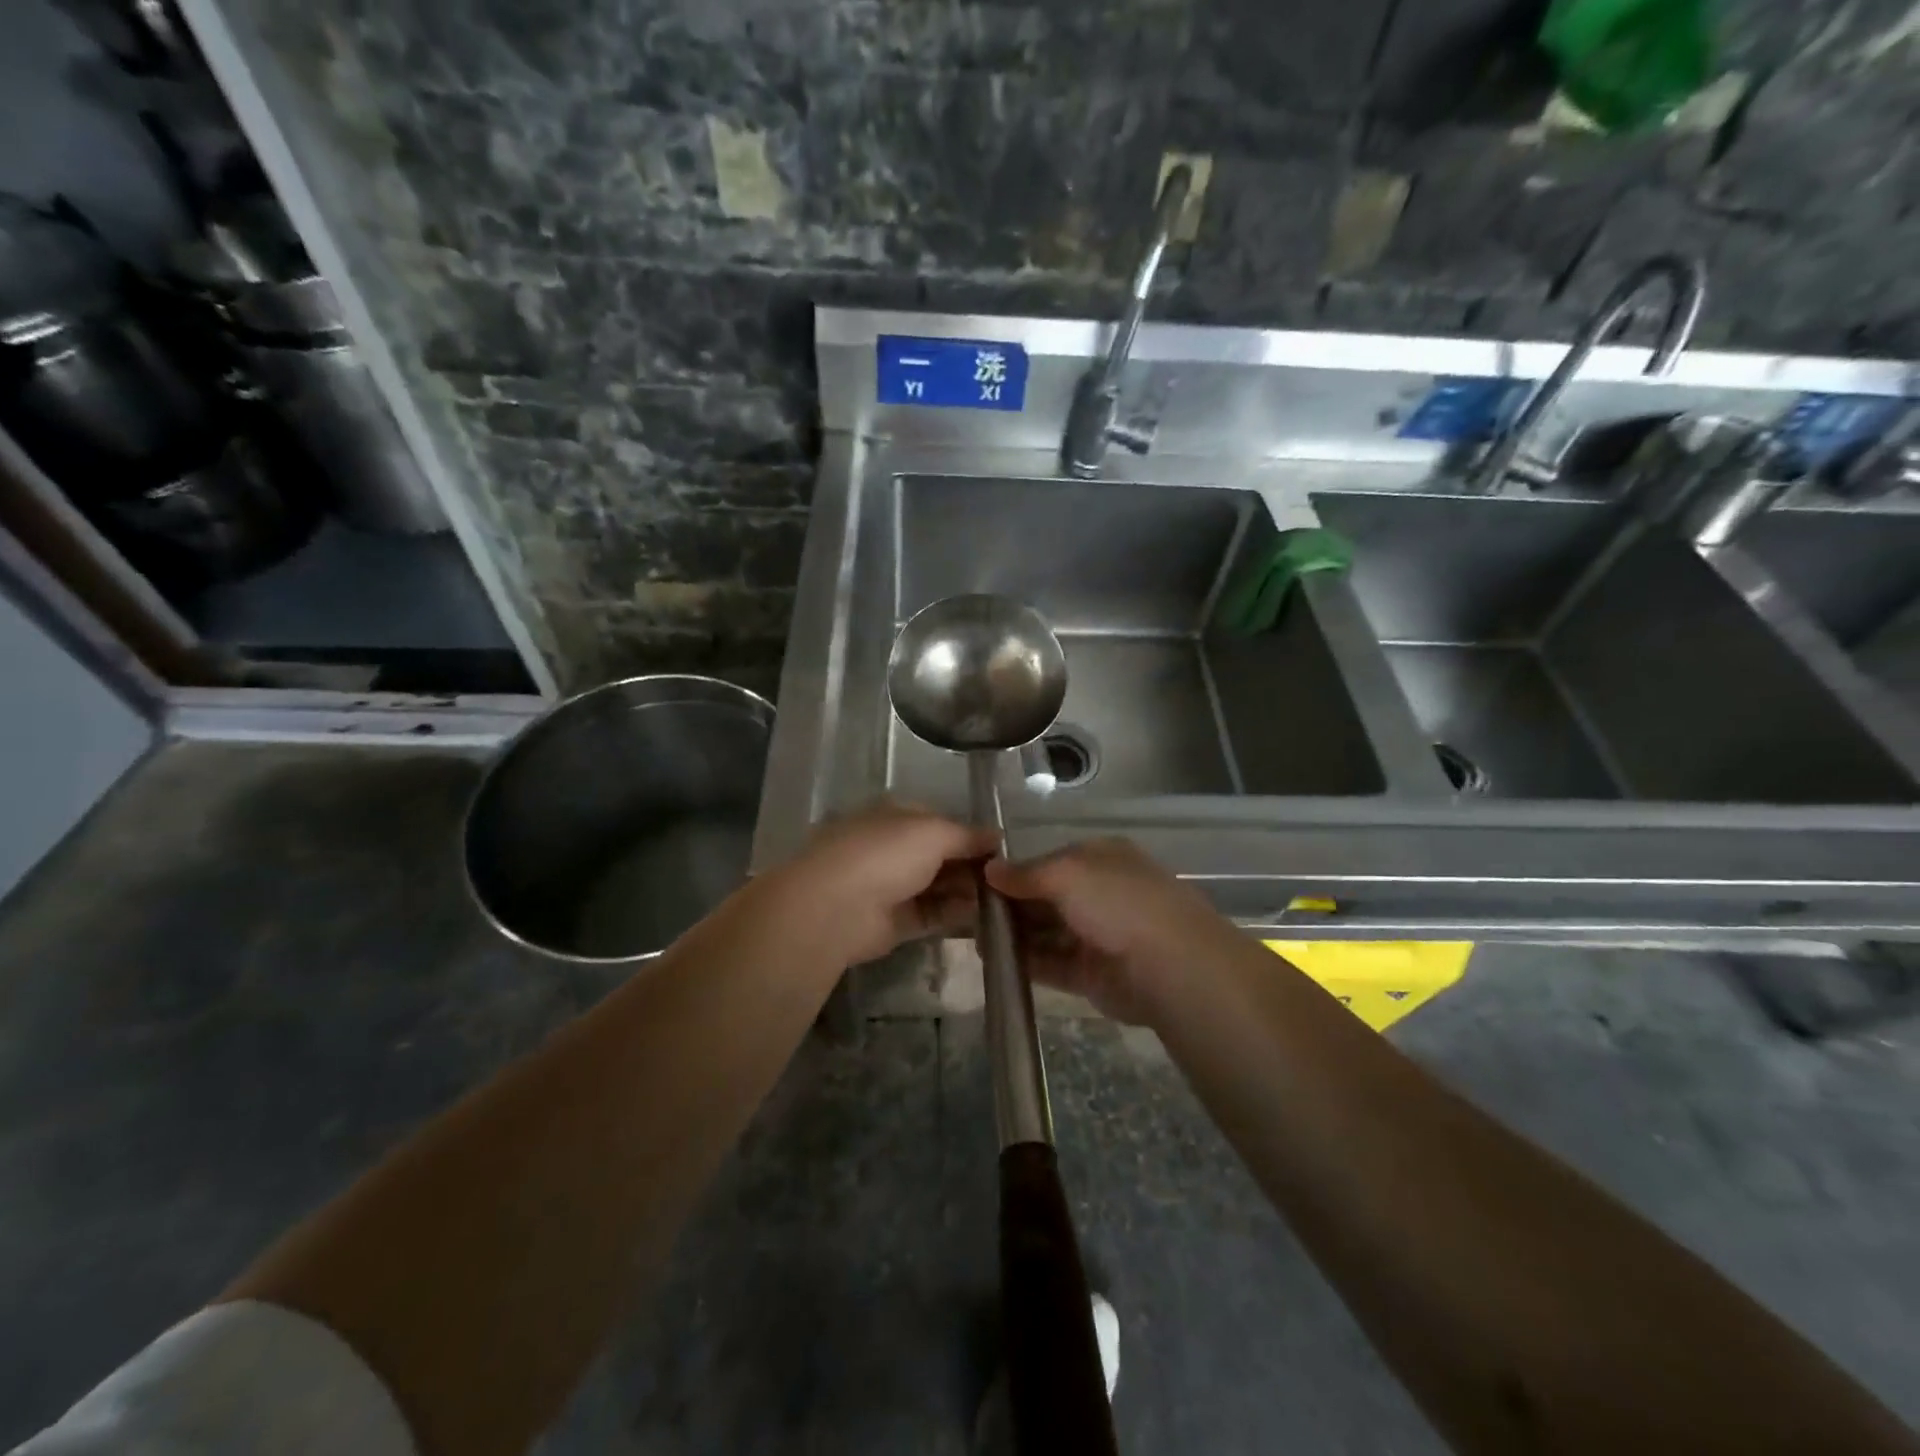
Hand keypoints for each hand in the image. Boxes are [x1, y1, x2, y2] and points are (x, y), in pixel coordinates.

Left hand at [773, 800, 995, 964]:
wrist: (836, 907)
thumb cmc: (885, 854)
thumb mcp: (934, 832)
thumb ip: (968, 835)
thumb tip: (997, 836)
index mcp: (896, 816)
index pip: (941, 821)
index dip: (971, 834)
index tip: (1003, 850)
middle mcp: (893, 848)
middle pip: (942, 856)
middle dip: (973, 865)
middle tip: (1009, 880)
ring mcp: (892, 885)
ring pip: (939, 886)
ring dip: (968, 892)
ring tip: (1006, 901)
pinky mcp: (894, 922)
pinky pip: (933, 915)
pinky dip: (957, 916)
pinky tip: (985, 920)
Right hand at [985, 837, 1231, 1022]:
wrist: (1170, 966)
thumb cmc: (1118, 902)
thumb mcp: (1067, 873)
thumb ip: (1026, 873)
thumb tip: (990, 869)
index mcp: (1100, 859)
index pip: (1049, 860)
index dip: (1015, 870)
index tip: (977, 879)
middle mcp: (1098, 893)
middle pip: (1045, 896)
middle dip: (1010, 902)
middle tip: (966, 910)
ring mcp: (1095, 935)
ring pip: (1045, 930)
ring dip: (1012, 933)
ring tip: (971, 935)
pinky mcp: (1090, 973)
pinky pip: (1050, 963)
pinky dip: (1023, 961)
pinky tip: (992, 960)